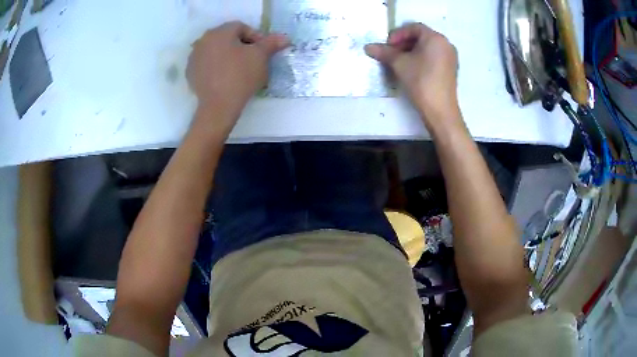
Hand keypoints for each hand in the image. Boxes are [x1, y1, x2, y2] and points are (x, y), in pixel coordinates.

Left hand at [187, 21, 288, 116]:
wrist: (218, 106)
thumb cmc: (241, 76)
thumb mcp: (261, 57)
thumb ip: (271, 43)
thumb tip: (284, 38)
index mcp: (220, 32)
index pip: (241, 27)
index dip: (255, 37)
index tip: (263, 51)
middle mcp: (203, 40)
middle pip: (226, 37)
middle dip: (241, 45)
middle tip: (252, 59)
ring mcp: (194, 57)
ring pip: (215, 50)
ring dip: (227, 55)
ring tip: (238, 69)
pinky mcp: (190, 73)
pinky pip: (206, 63)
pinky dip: (216, 66)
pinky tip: (224, 77)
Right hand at [365, 23, 459, 123]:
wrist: (440, 109)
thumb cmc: (420, 81)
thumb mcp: (399, 64)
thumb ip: (384, 52)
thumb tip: (367, 47)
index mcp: (435, 38)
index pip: (414, 27)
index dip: (398, 34)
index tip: (388, 45)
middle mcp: (446, 44)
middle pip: (421, 37)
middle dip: (404, 43)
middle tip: (391, 53)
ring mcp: (450, 57)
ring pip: (427, 47)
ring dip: (411, 51)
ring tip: (399, 62)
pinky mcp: (450, 69)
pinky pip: (434, 56)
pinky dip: (421, 58)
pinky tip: (412, 69)